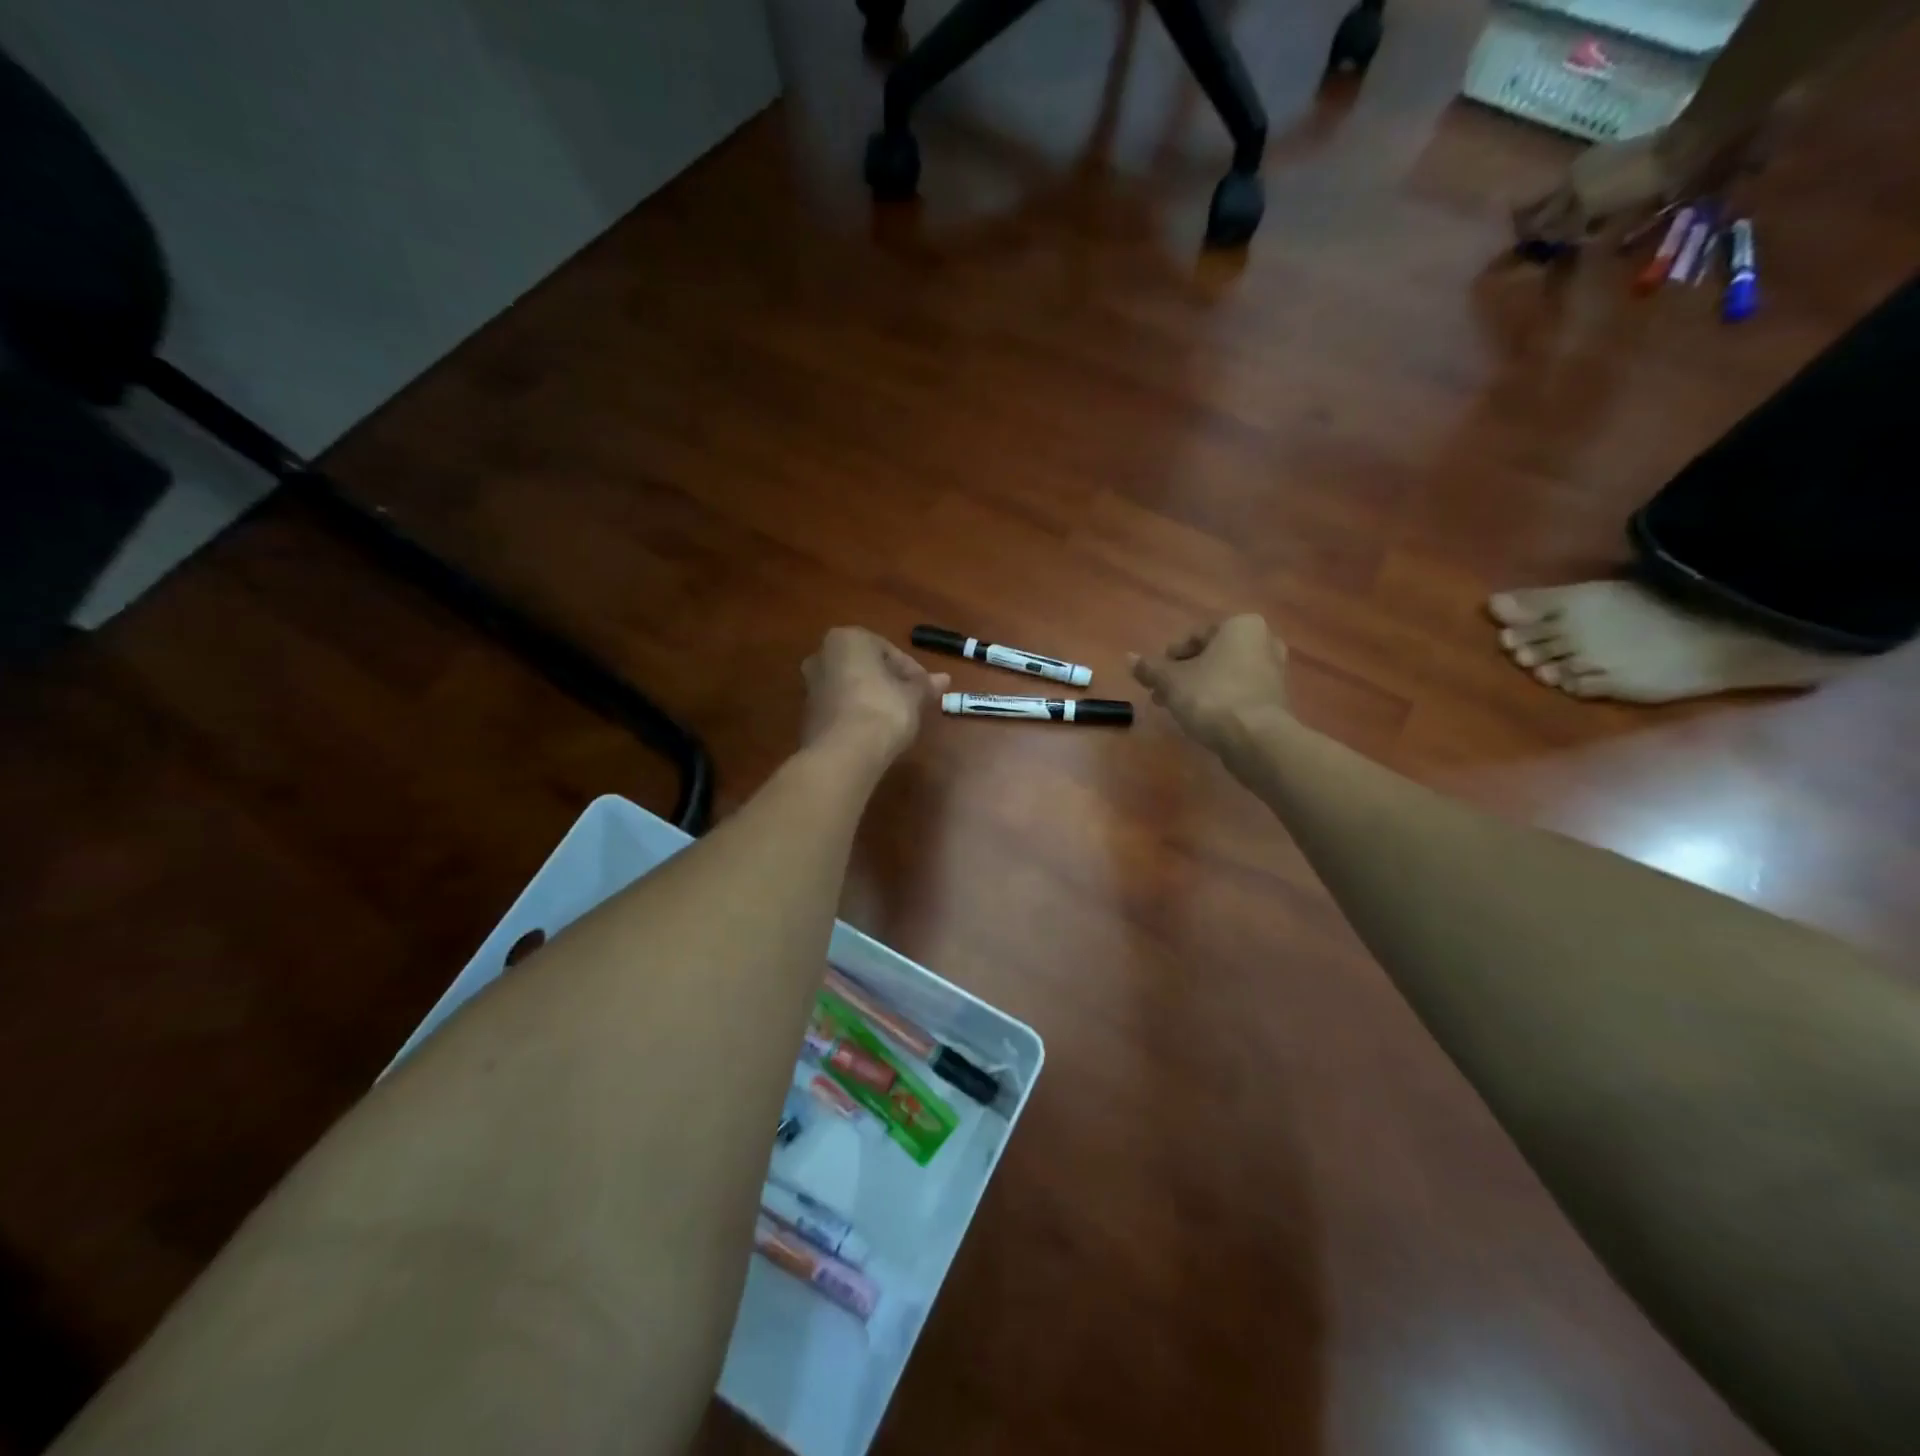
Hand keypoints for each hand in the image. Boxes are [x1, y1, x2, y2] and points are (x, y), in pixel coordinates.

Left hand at [801, 628, 949, 763]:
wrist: (844, 754)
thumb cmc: (883, 710)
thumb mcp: (913, 696)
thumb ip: (925, 685)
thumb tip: (944, 679)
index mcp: (848, 639)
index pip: (889, 651)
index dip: (912, 672)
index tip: (926, 691)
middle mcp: (822, 655)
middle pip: (867, 667)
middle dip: (890, 682)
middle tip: (912, 702)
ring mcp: (811, 686)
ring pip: (852, 686)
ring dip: (873, 697)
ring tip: (896, 719)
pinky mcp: (808, 714)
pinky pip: (841, 707)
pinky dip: (857, 713)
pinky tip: (874, 731)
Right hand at [1130, 615, 1288, 754]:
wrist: (1256, 739)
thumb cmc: (1212, 697)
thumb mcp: (1171, 681)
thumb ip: (1150, 669)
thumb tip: (1129, 658)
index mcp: (1241, 626)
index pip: (1195, 636)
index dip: (1171, 657)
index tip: (1157, 678)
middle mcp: (1264, 641)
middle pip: (1212, 656)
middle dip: (1186, 674)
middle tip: (1164, 695)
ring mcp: (1275, 672)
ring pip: (1226, 675)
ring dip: (1201, 688)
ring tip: (1180, 709)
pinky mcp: (1276, 700)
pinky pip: (1240, 693)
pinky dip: (1221, 701)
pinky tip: (1204, 719)